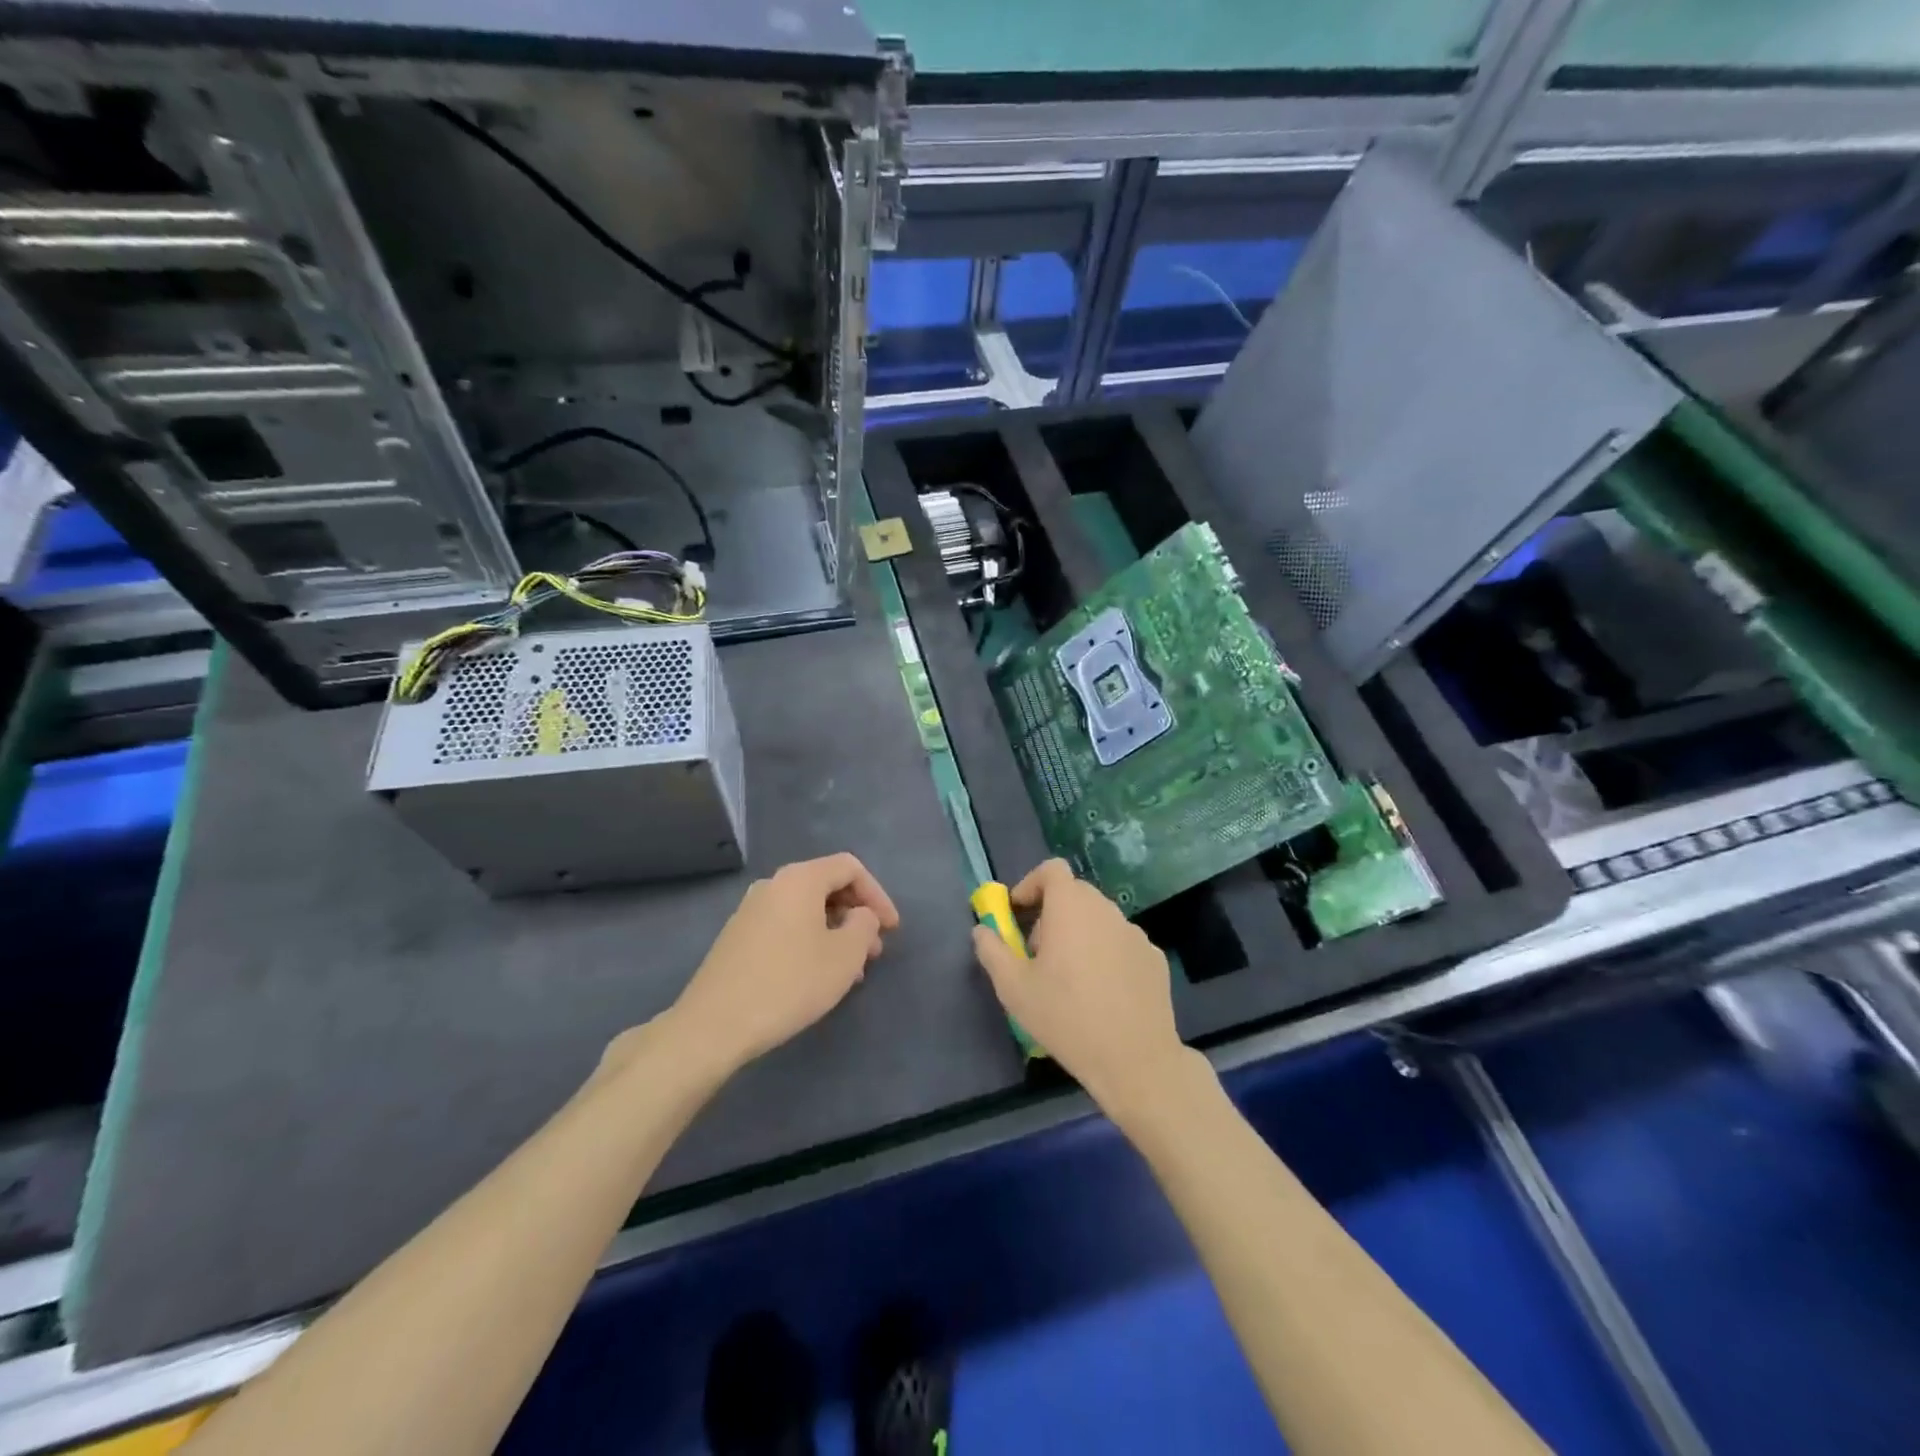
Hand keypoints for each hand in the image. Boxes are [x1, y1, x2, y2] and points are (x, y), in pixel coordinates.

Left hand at [666, 853, 899, 1075]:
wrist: (714, 1024)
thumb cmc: (789, 983)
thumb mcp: (844, 956)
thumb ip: (864, 926)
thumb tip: (860, 916)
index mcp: (800, 879)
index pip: (850, 867)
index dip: (878, 895)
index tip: (892, 929)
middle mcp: (773, 885)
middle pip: (826, 886)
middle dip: (857, 915)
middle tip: (874, 951)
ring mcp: (751, 910)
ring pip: (807, 910)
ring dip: (835, 932)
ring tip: (851, 970)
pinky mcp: (738, 937)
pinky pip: (786, 926)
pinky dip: (811, 941)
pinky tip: (818, 976)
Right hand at [970, 859, 1192, 1119]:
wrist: (1135, 1060)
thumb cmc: (1066, 1017)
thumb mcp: (1013, 988)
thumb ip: (992, 951)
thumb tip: (982, 930)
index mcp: (1071, 907)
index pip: (1052, 870)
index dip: (1031, 884)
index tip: (1018, 914)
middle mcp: (1106, 910)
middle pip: (1075, 894)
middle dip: (1051, 913)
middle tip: (1037, 952)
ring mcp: (1135, 933)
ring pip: (1099, 919)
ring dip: (1079, 933)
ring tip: (1069, 977)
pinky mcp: (1154, 957)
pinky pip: (1121, 943)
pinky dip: (1106, 954)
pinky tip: (1102, 993)